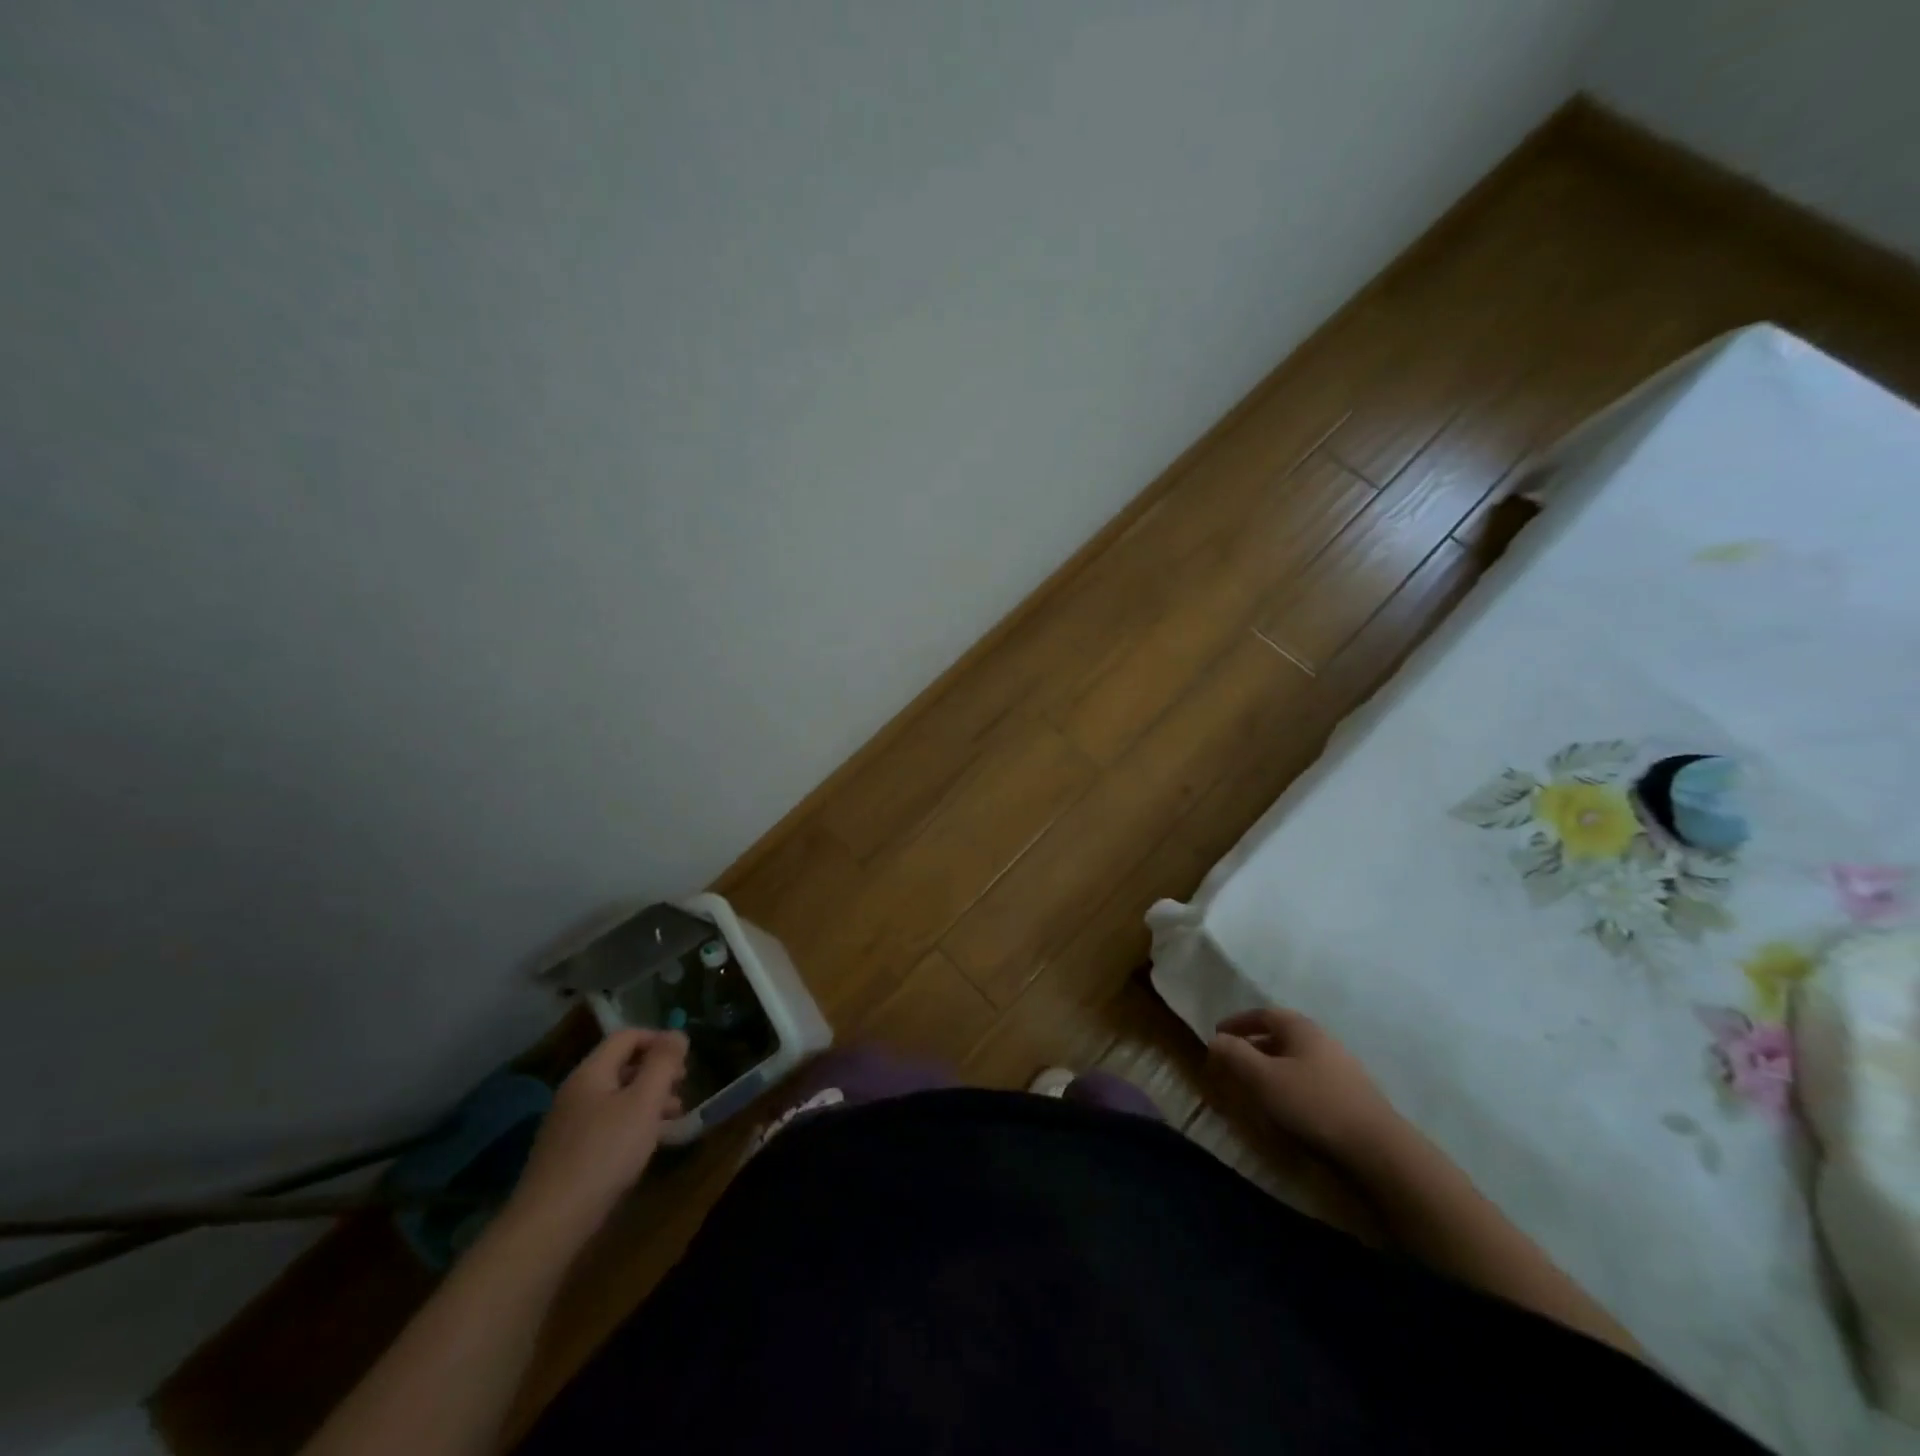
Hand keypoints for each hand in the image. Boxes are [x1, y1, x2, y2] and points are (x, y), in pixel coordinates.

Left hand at [507, 1029, 687, 1240]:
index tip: (684, 1058)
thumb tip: (677, 1033)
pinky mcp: (569, 1155)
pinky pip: (607, 1124)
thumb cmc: (604, 1153)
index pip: (626, 1036)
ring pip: (616, 1098)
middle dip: (656, 1072)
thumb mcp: (644, 1102)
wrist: (549, 1224)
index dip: (658, 1039)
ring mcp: (569, 1125)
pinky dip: (632, 1124)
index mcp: (590, 1073)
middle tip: (683, 1087)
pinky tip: (648, 1145)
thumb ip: (663, 1064)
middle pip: (621, 1066)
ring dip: (648, 1100)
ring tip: (675, 1117)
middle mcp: (576, 1093)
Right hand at [1208, 1008, 1401, 1162]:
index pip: (1263, 1014)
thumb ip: (1235, 1055)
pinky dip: (1290, 1082)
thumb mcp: (1263, 1078)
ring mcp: (1341, 1066)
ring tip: (1255, 1084)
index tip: (1217, 1033)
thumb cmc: (1313, 1104)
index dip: (1238, 1022)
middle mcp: (1322, 1039)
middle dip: (1254, 1044)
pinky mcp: (1352, 1094)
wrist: (1378, 1149)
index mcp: (1300, 1028)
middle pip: (1281, 1034)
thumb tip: (1216, 1039)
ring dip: (1272, 1065)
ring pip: (1297, 1057)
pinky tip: (1287, 1104)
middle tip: (1233, 1060)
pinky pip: (1311, 1077)